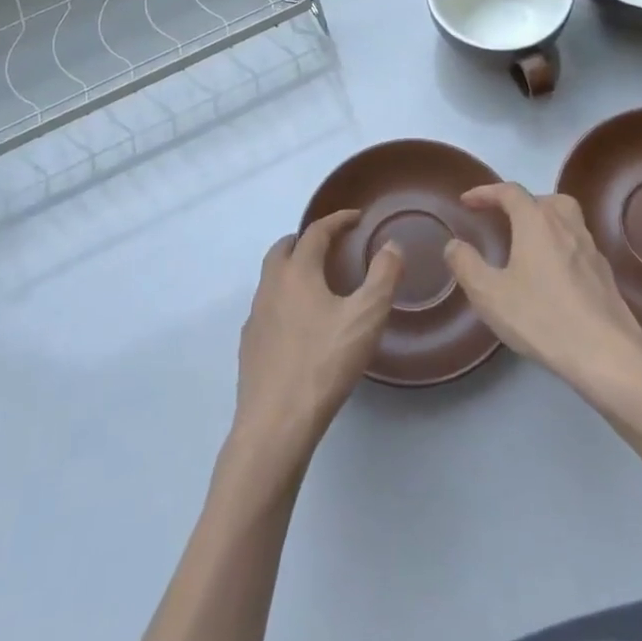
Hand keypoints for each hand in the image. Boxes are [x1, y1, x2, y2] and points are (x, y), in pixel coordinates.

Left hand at [230, 210, 402, 477]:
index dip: (337, 220)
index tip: (355, 217)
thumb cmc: (324, 363)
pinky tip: (299, 324)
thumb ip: (383, 277)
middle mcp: (270, 286)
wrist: (275, 423)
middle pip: (283, 249)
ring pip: (271, 278)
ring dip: (292, 269)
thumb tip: (391, 245)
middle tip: (330, 245)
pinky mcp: (250, 345)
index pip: (315, 232)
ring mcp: (255, 317)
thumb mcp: (366, 318)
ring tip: (317, 283)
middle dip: (306, 240)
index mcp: (297, 272)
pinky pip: (267, 308)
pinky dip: (284, 300)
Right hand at [444, 183, 641, 412]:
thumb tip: (454, 244)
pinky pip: (578, 245)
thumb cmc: (542, 318)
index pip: (509, 192)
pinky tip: (552, 275)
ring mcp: (591, 249)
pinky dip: (561, 246)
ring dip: (545, 221)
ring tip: (527, 244)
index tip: (467, 201)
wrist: (607, 354)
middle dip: (520, 203)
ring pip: (567, 219)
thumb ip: (466, 265)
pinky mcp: (605, 274)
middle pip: (544, 199)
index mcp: (537, 222)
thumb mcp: (490, 295)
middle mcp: (567, 226)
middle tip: (502, 219)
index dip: (486, 192)